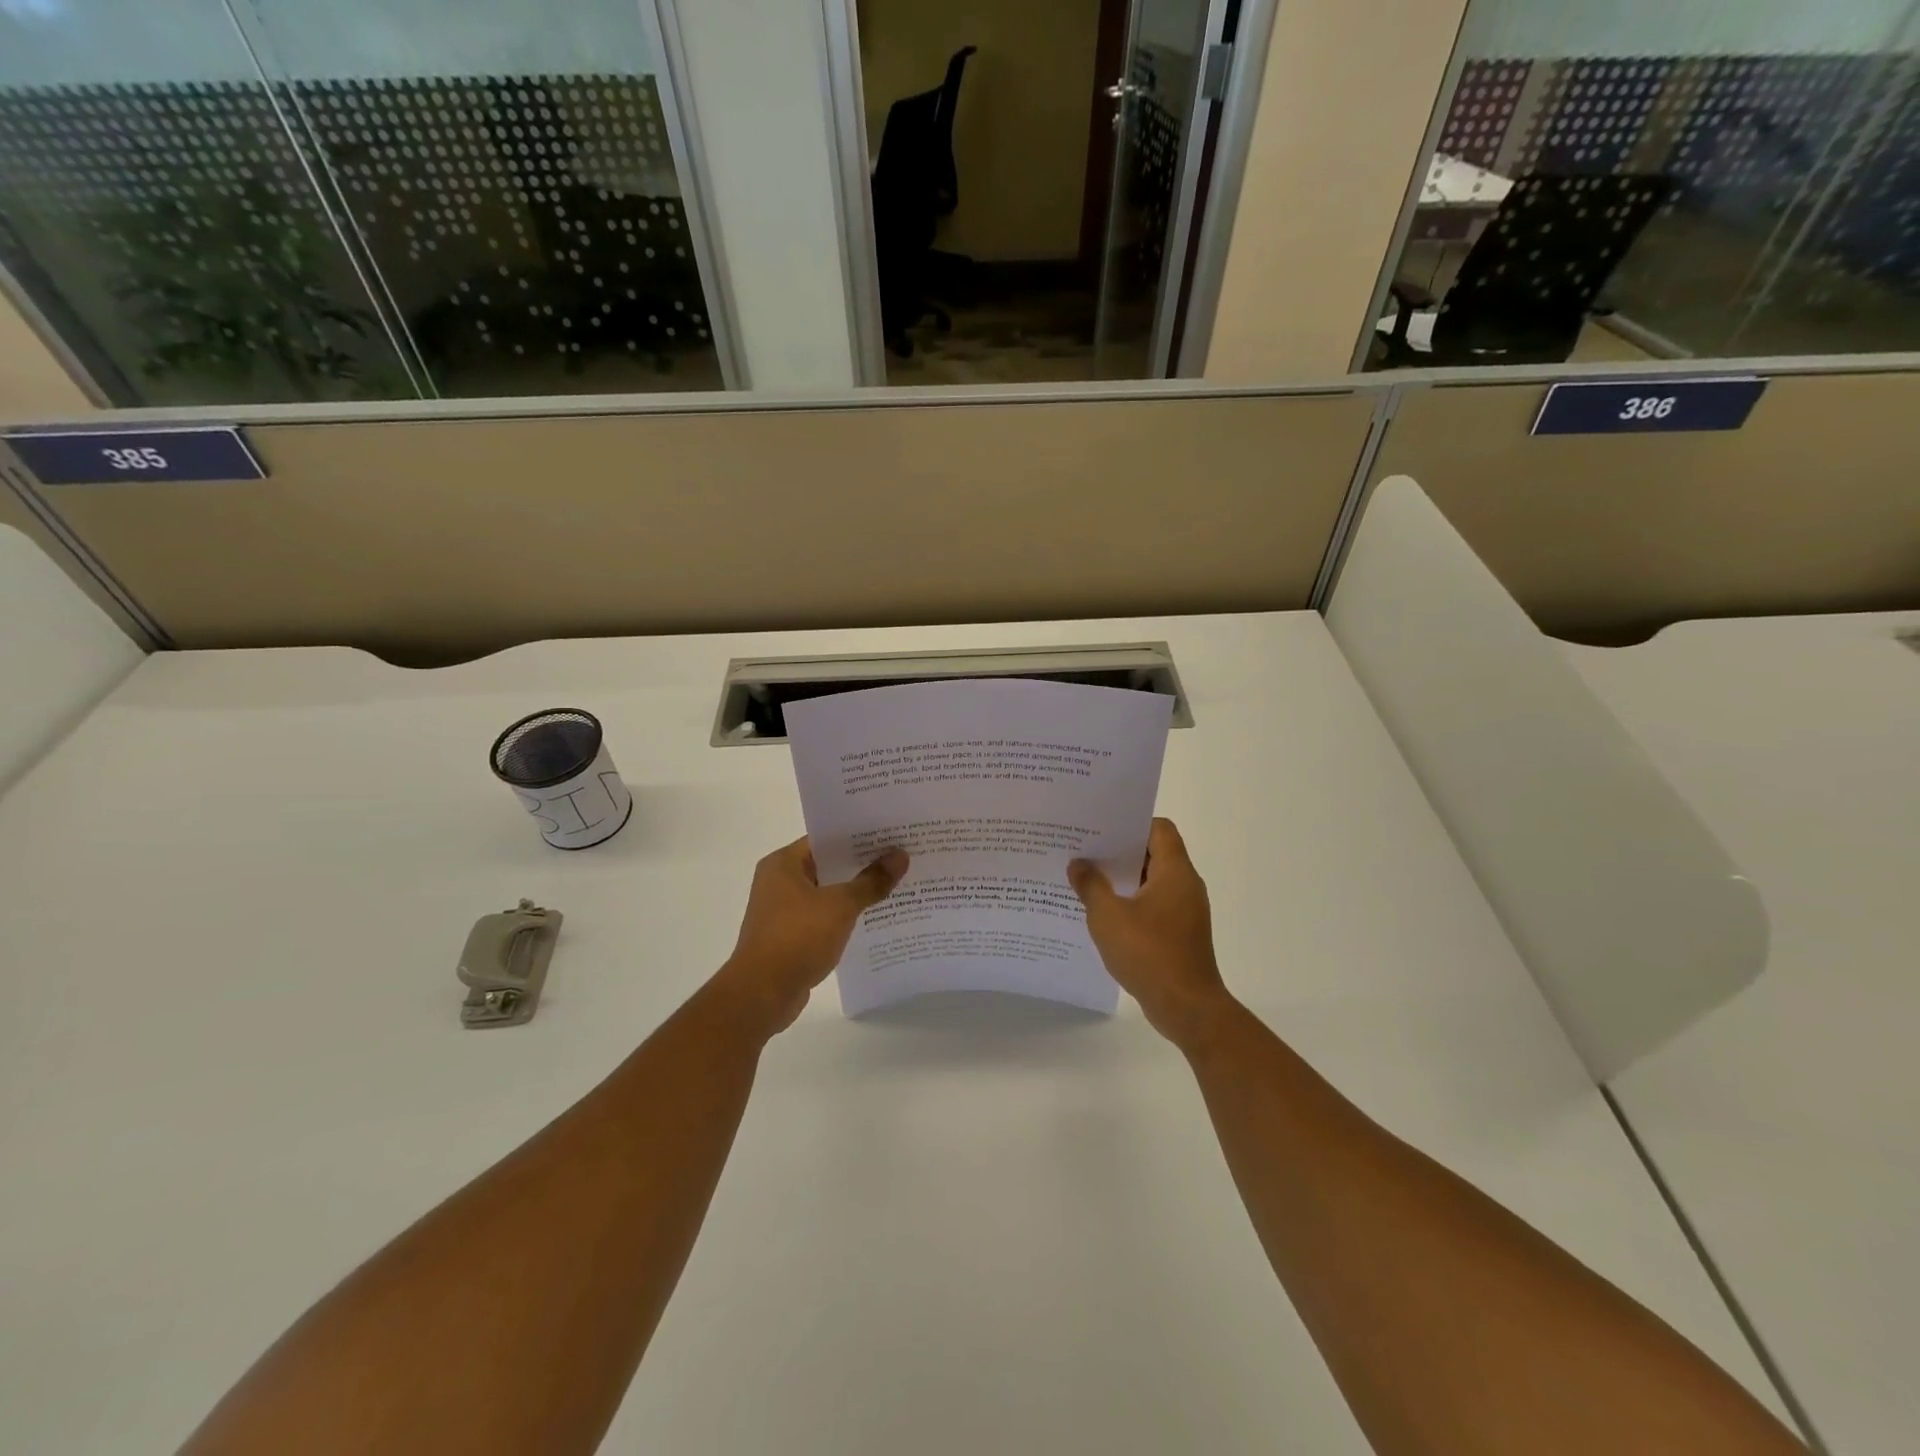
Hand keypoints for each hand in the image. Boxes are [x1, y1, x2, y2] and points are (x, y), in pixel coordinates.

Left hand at [712, 837, 908, 1035]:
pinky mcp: (789, 936)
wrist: (762, 994)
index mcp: (783, 863)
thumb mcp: (840, 906)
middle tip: (900, 857)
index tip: (890, 835)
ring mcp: (782, 911)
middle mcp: (779, 881)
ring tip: (895, 885)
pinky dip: (844, 917)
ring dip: (855, 892)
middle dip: (862, 864)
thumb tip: (901, 856)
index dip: (858, 836)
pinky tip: (874, 918)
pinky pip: (823, 917)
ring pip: (826, 893)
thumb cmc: (797, 938)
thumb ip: (871, 881)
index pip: (825, 839)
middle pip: (827, 865)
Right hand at [1069, 819, 1233, 1048]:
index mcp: (1175, 872)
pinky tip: (1102, 914)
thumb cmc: (1149, 954)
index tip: (1101, 826)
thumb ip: (1091, 886)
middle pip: (1154, 853)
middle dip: (1119, 851)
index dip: (1131, 823)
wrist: (1187, 1008)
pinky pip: (1153, 906)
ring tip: (1086, 879)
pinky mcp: (1180, 934)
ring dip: (1123, 880)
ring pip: (1152, 881)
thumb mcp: (1108, 917)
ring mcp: (1185, 911)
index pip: (1159, 828)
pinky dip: (1131, 903)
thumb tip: (1078, 864)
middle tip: (1084, 849)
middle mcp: (1185, 885)